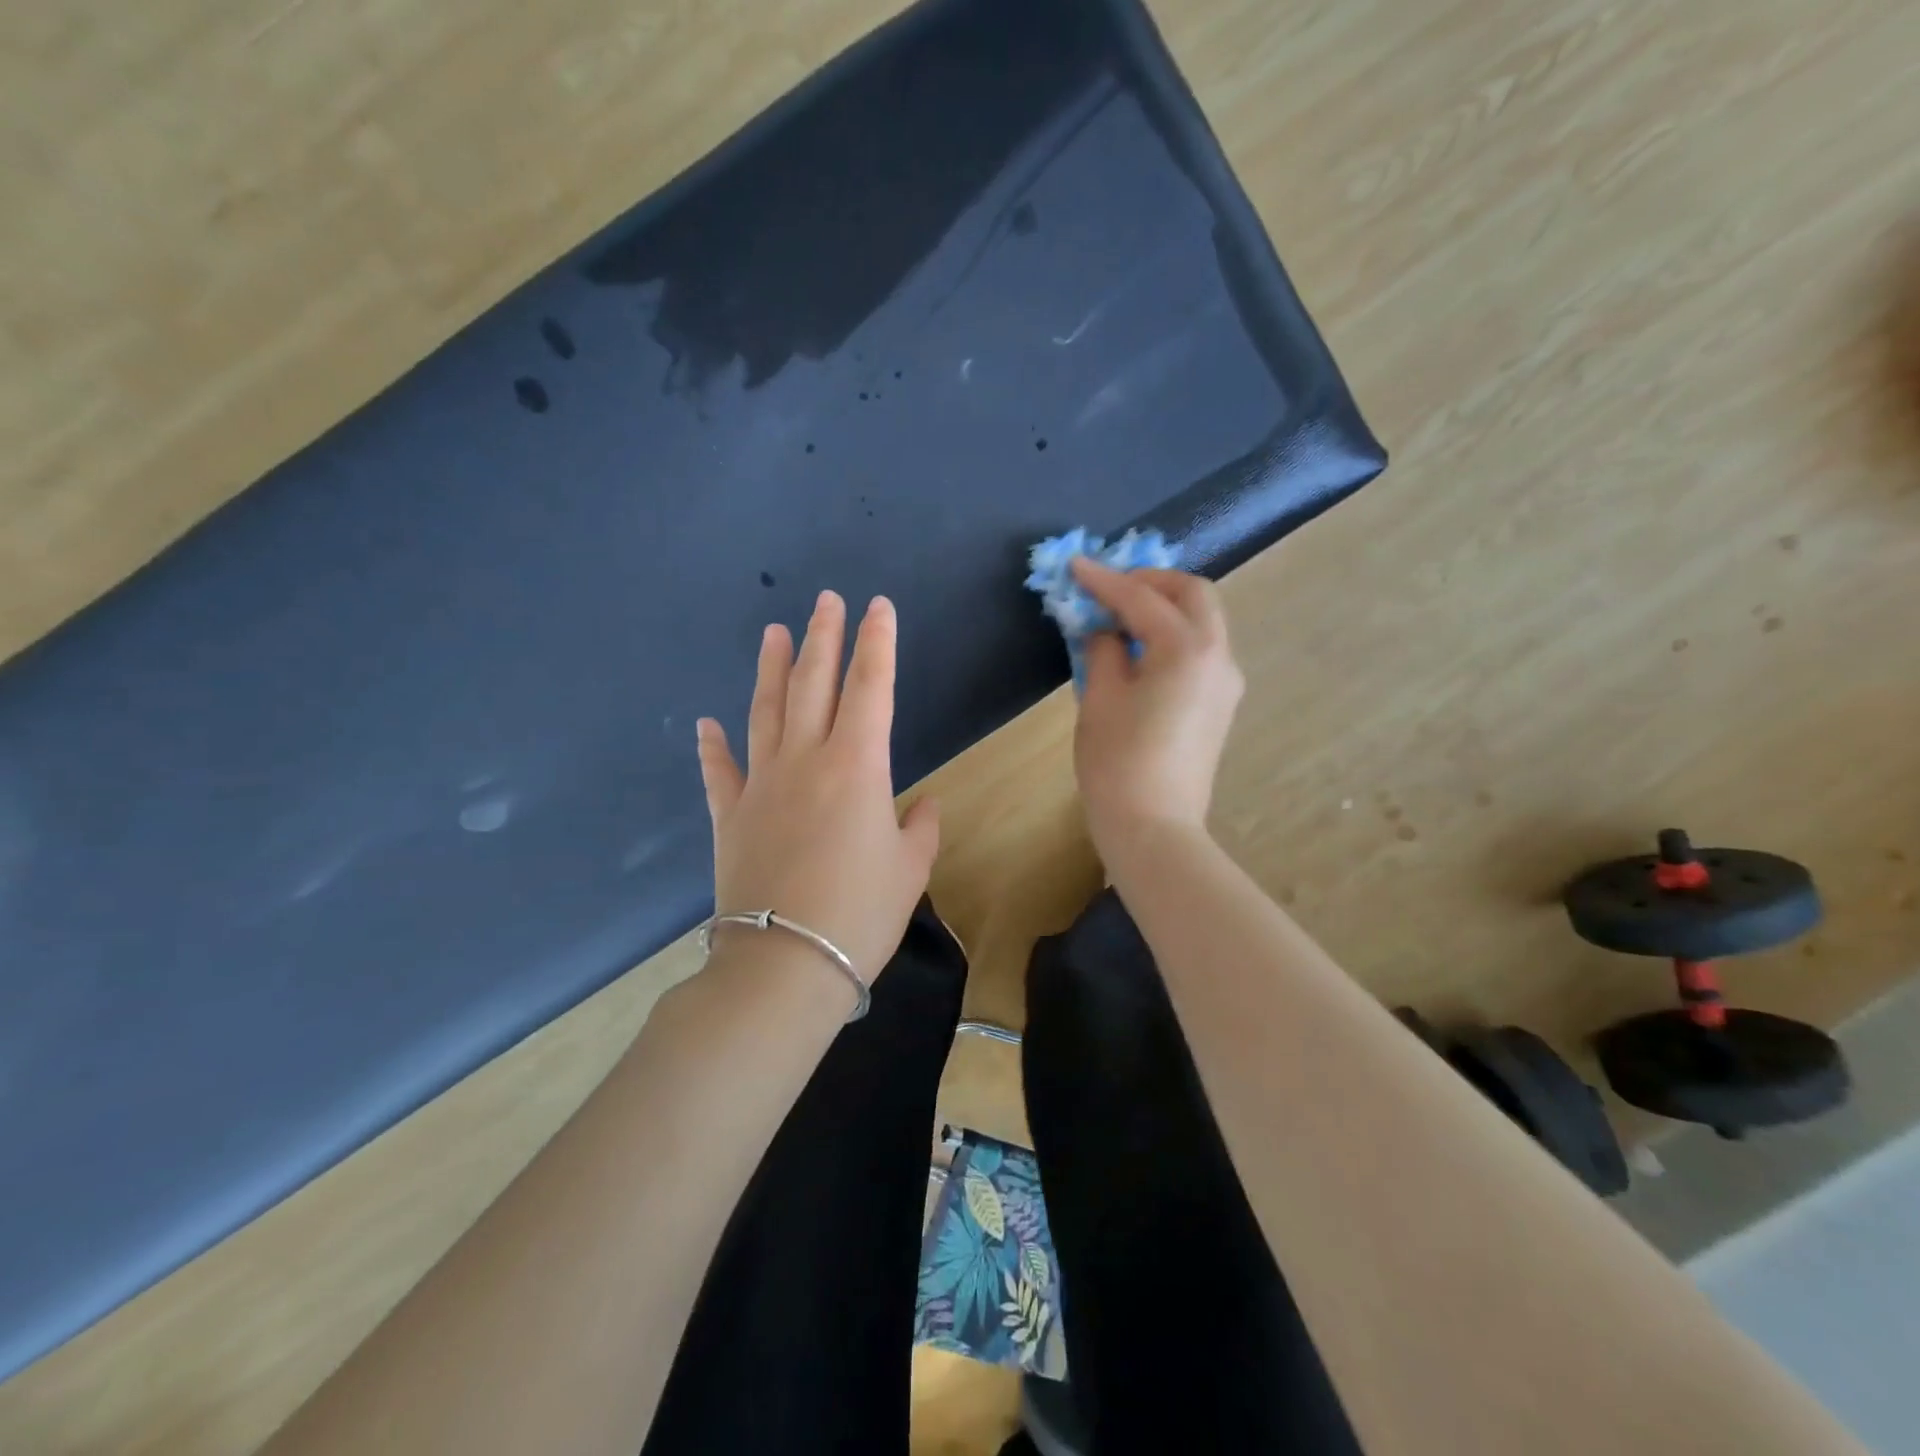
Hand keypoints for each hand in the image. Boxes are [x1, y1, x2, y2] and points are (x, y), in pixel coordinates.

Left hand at [696, 591, 939, 985]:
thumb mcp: (910, 869)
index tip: (878, 608)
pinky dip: (713, 748)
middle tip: (826, 600)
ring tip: (773, 632)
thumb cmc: (860, 913)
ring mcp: (761, 785)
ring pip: (765, 712)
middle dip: (823, 637)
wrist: (785, 964)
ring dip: (771, 669)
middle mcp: (805, 761)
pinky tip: (707, 723)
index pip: (871, 688)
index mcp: (857, 766)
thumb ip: (922, 827)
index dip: (877, 643)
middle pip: (814, 684)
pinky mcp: (730, 817)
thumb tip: (924, 804)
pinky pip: (719, 773)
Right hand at [1069, 560, 1244, 846]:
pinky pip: (1201, 649)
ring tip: (1121, 617)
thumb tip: (1106, 630)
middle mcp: (1219, 656)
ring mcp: (1226, 681)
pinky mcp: (1221, 703)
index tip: (1076, 565)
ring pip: (1203, 620)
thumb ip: (1104, 649)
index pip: (1143, 599)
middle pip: (1193, 594)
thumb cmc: (1118, 762)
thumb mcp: (1100, 698)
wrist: (1154, 827)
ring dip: (1165, 607)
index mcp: (1187, 649)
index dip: (1105, 580)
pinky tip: (1141, 650)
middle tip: (1110, 589)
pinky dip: (1173, 635)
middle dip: (1151, 582)